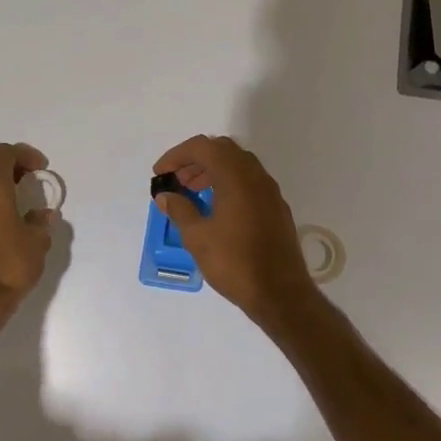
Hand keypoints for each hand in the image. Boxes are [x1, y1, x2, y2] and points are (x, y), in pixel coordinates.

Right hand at [152, 135, 317, 327]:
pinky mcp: (276, 207)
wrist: (280, 293)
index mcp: (236, 176)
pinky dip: (229, 183)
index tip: (160, 173)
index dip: (177, 155)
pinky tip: (217, 208)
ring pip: (238, 164)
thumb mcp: (198, 238)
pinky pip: (250, 181)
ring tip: (192, 193)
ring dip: (213, 170)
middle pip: (222, 150)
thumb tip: (166, 196)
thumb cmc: (235, 263)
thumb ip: (179, 210)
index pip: (202, 147)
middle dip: (196, 159)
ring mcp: (270, 191)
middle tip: (177, 180)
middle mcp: (256, 175)